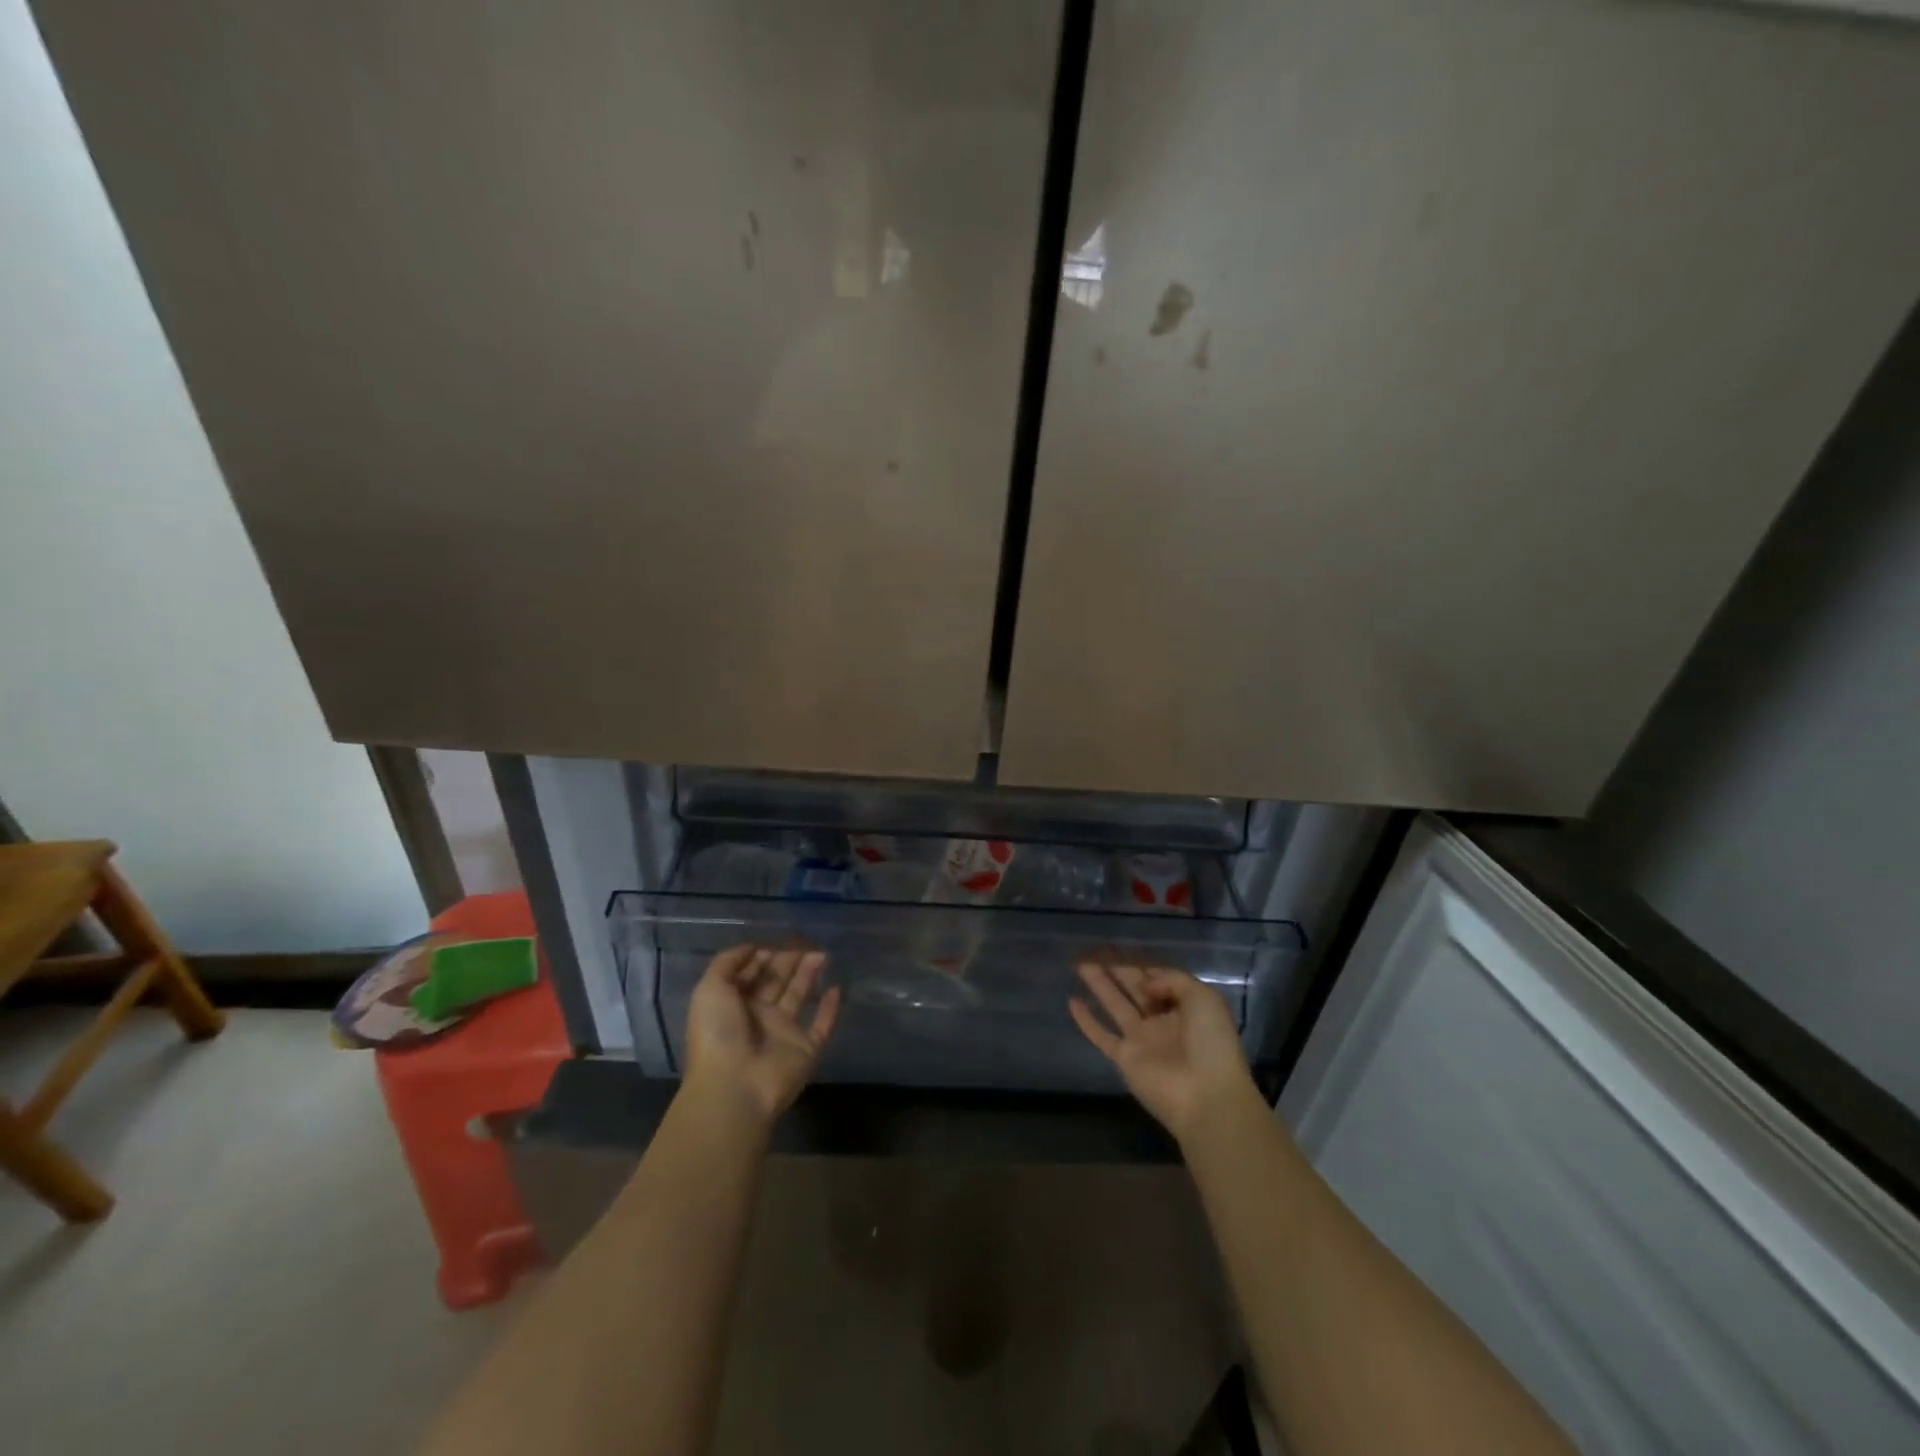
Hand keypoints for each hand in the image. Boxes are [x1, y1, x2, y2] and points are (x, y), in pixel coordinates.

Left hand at [684, 945, 840, 1124]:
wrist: (735, 1086)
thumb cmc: (718, 1033)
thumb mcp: (710, 989)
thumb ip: (728, 962)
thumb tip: (753, 947)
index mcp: (733, 1004)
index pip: (751, 974)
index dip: (762, 957)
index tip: (777, 941)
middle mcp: (758, 1016)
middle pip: (777, 982)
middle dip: (789, 961)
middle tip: (806, 942)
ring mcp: (783, 1034)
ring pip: (799, 997)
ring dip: (809, 975)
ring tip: (822, 954)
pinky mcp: (805, 1049)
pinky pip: (821, 1025)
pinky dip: (830, 1009)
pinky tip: (837, 988)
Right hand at [1070, 960, 1259, 1141]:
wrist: (1206, 1096)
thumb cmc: (1211, 1044)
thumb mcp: (1203, 998)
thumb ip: (1171, 979)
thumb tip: (1145, 984)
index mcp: (1184, 1006)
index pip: (1158, 977)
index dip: (1140, 962)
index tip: (1120, 947)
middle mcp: (1161, 1020)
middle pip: (1134, 987)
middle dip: (1116, 968)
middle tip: (1093, 949)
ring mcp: (1141, 1039)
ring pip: (1115, 1004)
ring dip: (1098, 984)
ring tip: (1079, 963)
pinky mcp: (1124, 1057)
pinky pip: (1101, 1034)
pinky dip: (1086, 1020)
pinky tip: (1072, 1001)